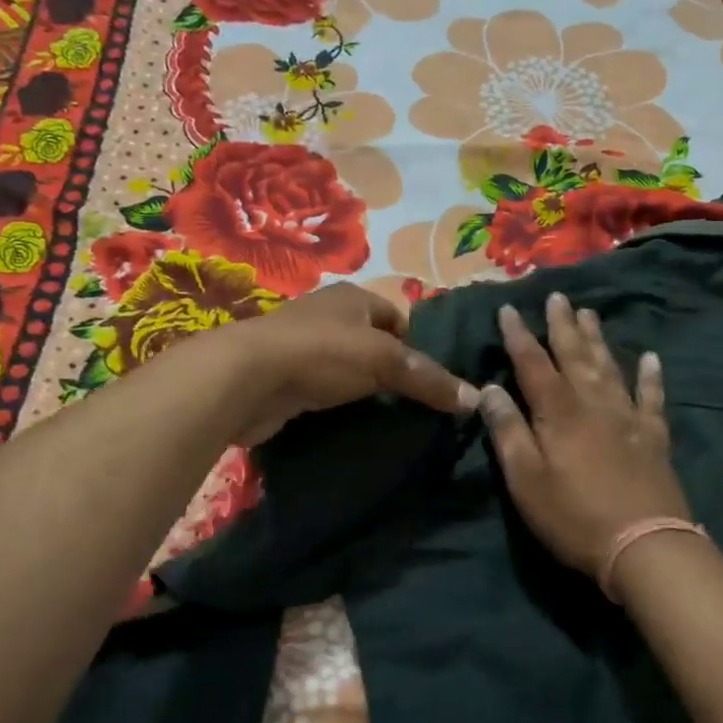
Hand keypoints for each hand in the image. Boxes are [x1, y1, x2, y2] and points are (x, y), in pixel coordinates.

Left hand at [194, 282, 478, 444]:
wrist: (246, 379)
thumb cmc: (322, 353)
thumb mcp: (385, 361)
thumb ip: (429, 379)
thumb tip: (476, 399)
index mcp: (352, 297)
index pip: (397, 317)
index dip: (416, 345)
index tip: (431, 381)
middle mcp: (326, 315)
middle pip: (372, 343)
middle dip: (391, 371)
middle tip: (415, 405)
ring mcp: (302, 347)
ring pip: (347, 369)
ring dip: (363, 391)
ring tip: (389, 419)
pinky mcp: (284, 378)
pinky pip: (323, 390)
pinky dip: (336, 406)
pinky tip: (350, 426)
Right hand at [480, 292, 693, 589]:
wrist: (644, 545)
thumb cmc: (573, 516)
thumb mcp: (525, 479)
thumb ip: (508, 431)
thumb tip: (489, 389)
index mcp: (558, 412)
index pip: (533, 363)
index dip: (519, 336)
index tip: (509, 309)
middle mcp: (594, 403)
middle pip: (575, 355)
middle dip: (563, 325)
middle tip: (558, 297)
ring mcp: (628, 417)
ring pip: (609, 367)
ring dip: (598, 339)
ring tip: (591, 313)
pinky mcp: (653, 437)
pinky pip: (652, 397)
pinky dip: (650, 376)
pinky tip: (650, 358)